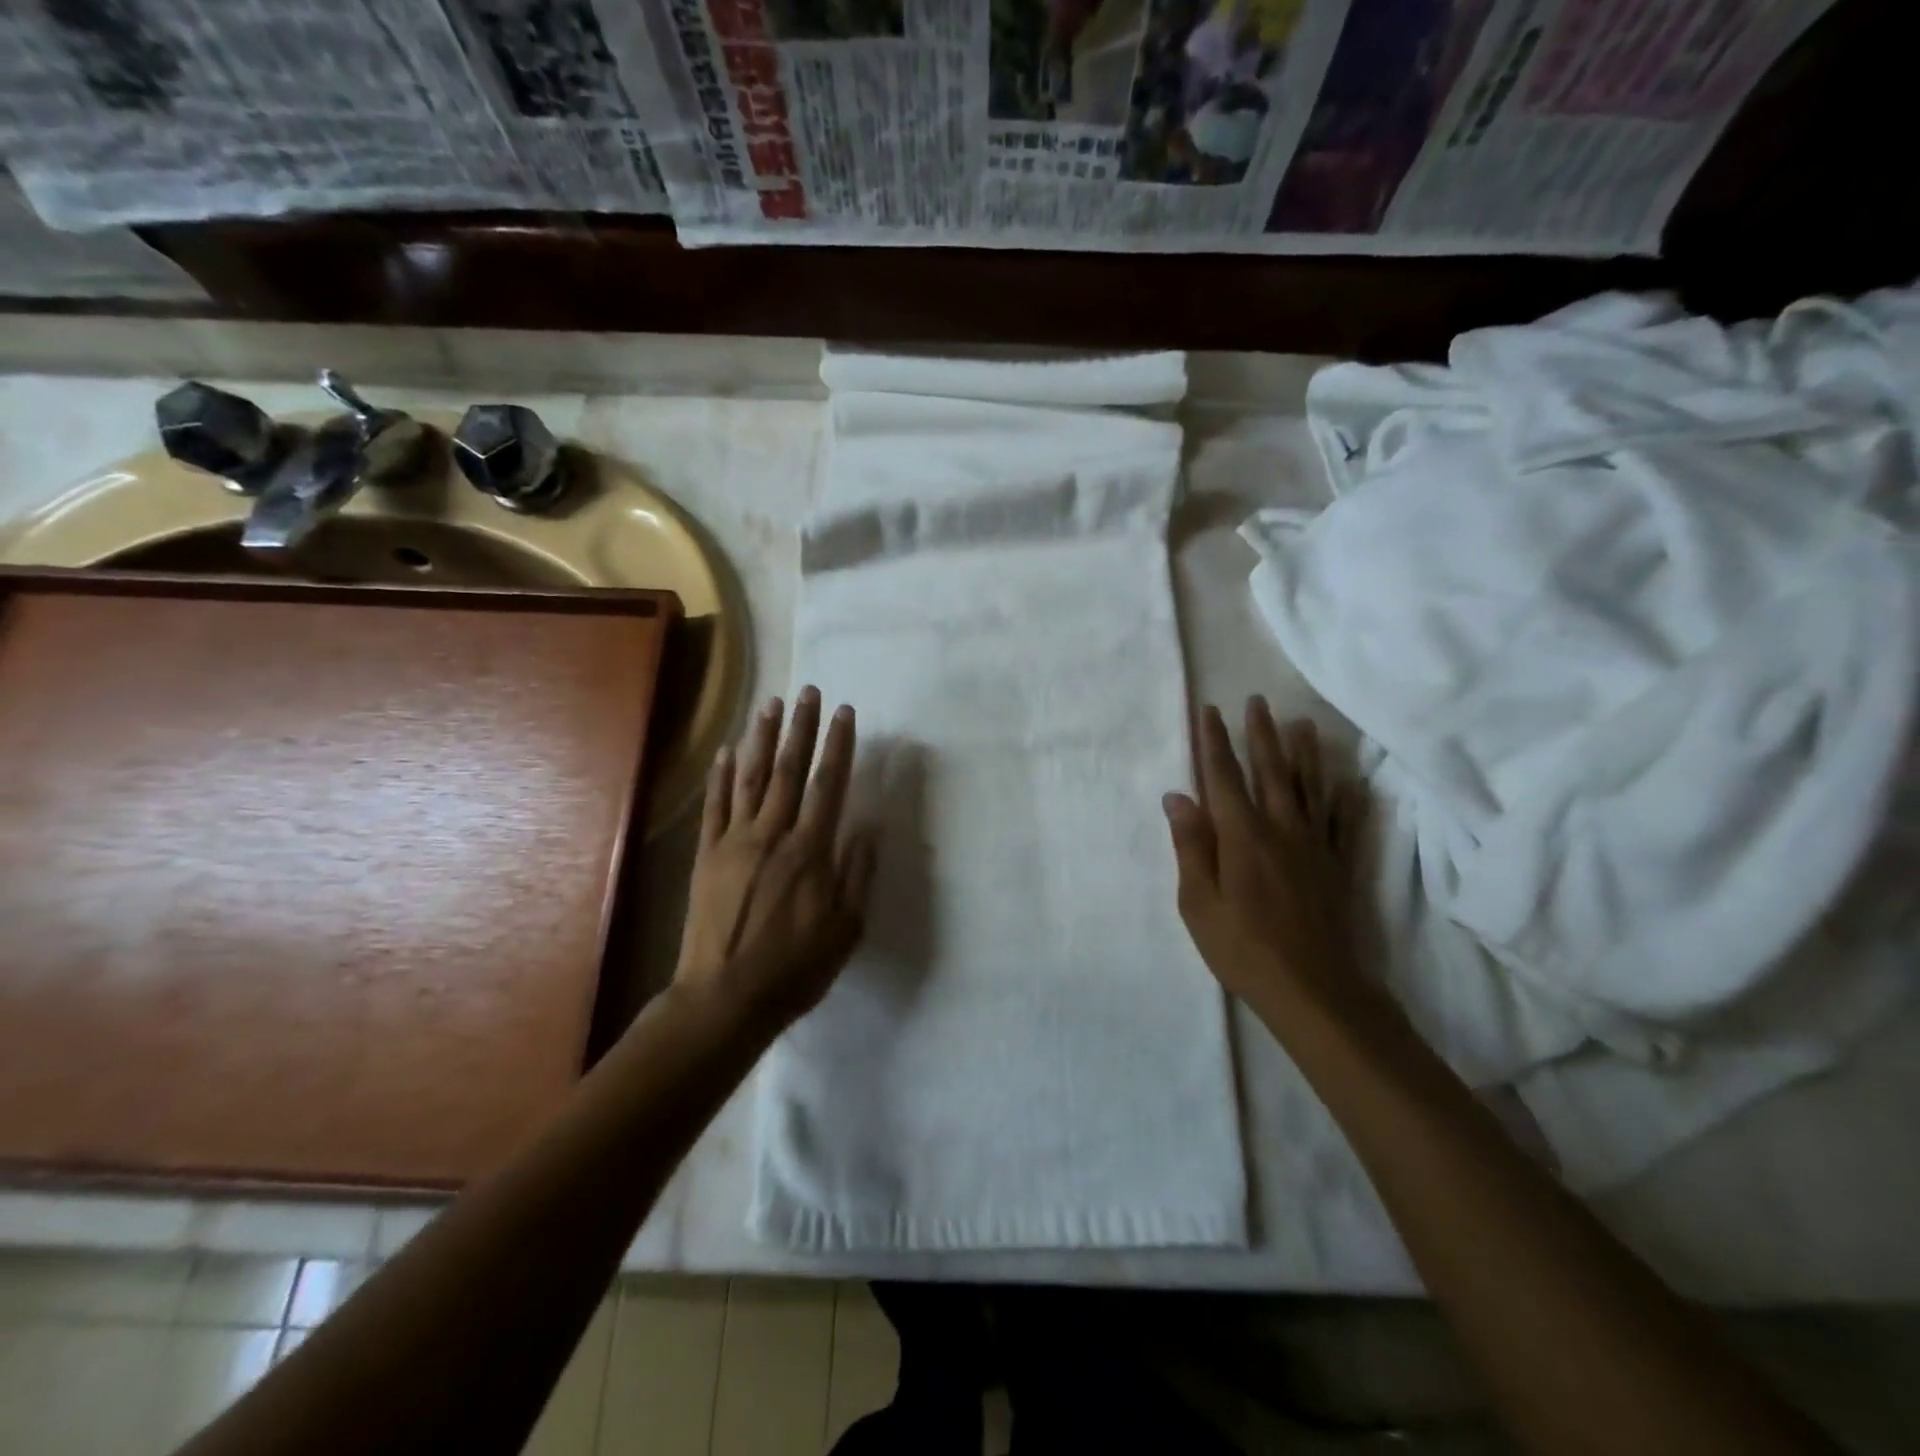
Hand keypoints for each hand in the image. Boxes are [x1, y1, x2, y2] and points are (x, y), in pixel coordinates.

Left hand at [674, 687, 876, 1032]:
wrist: (725, 998)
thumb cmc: (795, 967)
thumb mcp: (846, 928)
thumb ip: (857, 873)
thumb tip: (867, 827)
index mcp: (811, 851)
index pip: (828, 785)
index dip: (839, 746)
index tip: (846, 713)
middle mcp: (772, 835)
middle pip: (788, 770)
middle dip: (801, 728)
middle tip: (807, 691)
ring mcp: (734, 842)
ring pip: (749, 779)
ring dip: (760, 738)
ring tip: (769, 704)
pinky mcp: (707, 856)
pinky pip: (715, 807)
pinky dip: (720, 776)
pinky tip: (725, 751)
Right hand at [1163, 698, 1372, 1017]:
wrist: (1314, 990)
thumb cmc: (1243, 948)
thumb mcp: (1198, 902)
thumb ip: (1190, 846)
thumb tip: (1177, 796)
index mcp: (1242, 836)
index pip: (1223, 778)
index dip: (1214, 743)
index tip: (1210, 711)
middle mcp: (1281, 829)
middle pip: (1270, 772)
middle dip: (1261, 735)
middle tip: (1258, 701)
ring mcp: (1316, 846)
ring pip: (1310, 788)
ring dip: (1304, 754)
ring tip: (1302, 724)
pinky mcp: (1338, 866)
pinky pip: (1344, 824)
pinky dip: (1347, 799)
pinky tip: (1351, 783)